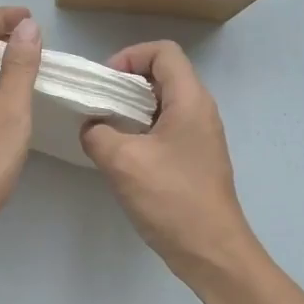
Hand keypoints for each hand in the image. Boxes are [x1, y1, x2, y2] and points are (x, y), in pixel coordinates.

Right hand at [80, 41, 262, 280]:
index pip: (164, 52)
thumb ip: (97, 133)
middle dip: (126, 82)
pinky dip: (140, 130)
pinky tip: (120, 155)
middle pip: (163, 74)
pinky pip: (165, 128)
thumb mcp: (122, 161)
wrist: (211, 251)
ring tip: (104, 129)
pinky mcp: (194, 158)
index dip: (131, 56)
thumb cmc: (171, 199)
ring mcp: (199, 136)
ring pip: (162, 103)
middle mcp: (200, 111)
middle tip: (98, 104)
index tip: (105, 82)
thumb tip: (92, 127)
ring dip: (131, 109)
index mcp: (190, 100)